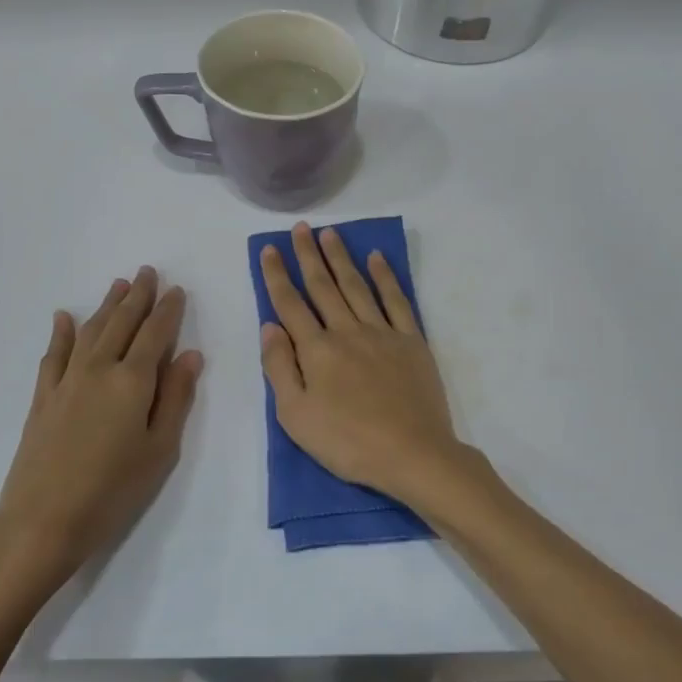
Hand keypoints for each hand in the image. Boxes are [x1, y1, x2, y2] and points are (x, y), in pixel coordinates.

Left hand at [0, 268, 201, 597]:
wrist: (43, 522)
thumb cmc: (113, 490)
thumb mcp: (160, 449)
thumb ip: (175, 397)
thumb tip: (190, 354)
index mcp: (132, 381)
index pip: (155, 334)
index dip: (167, 310)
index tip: (176, 289)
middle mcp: (99, 369)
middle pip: (122, 324)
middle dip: (137, 296)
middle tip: (147, 271)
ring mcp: (66, 382)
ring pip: (90, 331)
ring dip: (106, 306)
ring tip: (118, 284)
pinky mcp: (42, 398)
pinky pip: (53, 355)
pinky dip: (61, 333)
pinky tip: (64, 317)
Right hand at [259, 223, 464, 505]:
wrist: (412, 453)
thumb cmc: (347, 442)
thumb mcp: (295, 416)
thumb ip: (279, 367)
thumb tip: (269, 325)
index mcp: (316, 350)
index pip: (290, 304)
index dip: (277, 275)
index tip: (270, 248)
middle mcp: (347, 331)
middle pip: (323, 286)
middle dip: (308, 255)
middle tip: (300, 228)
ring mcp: (382, 333)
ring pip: (357, 286)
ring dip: (341, 258)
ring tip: (330, 233)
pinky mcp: (411, 341)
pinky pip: (396, 300)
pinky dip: (386, 276)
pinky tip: (377, 258)